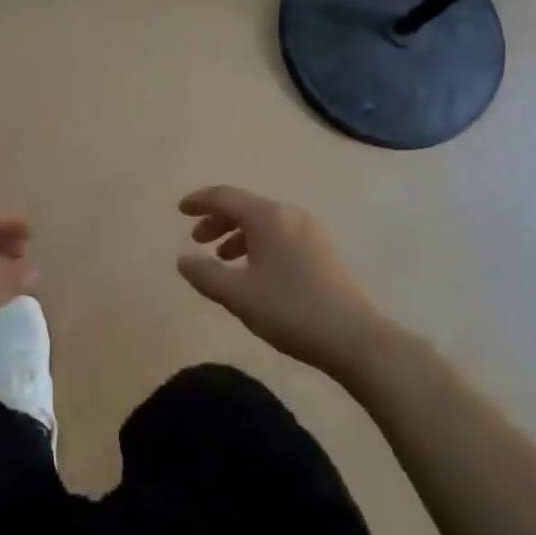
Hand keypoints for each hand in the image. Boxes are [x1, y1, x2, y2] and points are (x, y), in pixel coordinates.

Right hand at [177, 186, 387, 377]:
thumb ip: (205, 274)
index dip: (200, 201)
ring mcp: (311, 231)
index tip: (180, 209)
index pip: (225, 196)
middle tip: (197, 240)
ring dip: (238, 235)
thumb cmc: (291, 310)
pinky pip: (281, 235)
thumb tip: (183, 259)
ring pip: (264, 222)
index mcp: (268, 216)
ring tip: (223, 259)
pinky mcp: (323, 250)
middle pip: (246, 207)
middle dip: (218, 220)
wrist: (356, 338)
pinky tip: (255, 272)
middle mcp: (290, 214)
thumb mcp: (239, 295)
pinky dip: (259, 244)